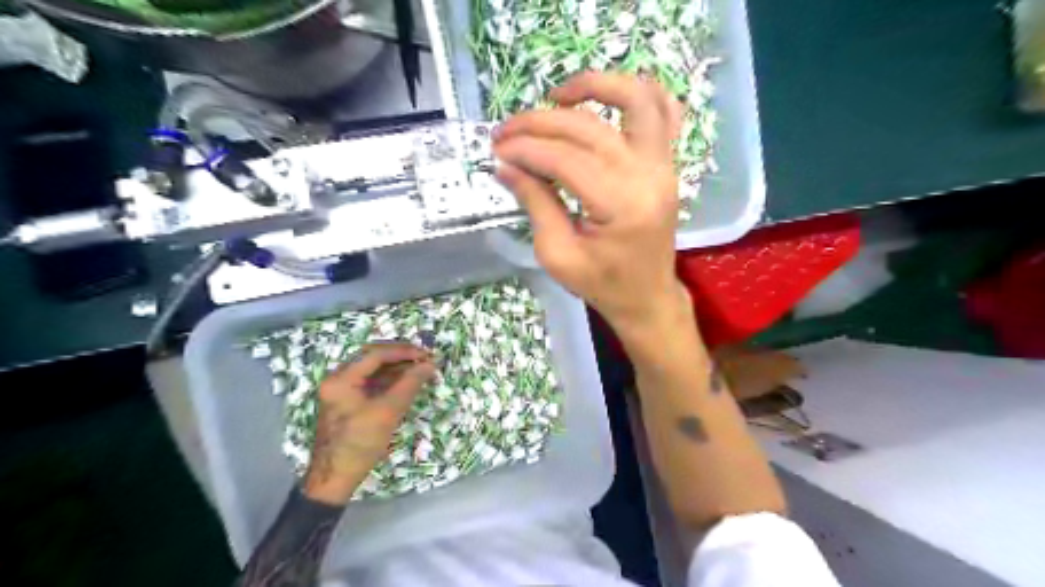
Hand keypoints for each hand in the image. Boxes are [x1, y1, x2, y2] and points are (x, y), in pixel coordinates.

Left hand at [302, 343, 438, 502]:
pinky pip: (371, 383)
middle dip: (400, 356)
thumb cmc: (360, 444)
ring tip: (420, 370)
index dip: (403, 351)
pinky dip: (389, 381)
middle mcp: (337, 379)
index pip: (375, 354)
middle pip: (372, 358)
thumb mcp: (388, 412)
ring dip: (397, 368)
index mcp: (341, 379)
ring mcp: (341, 390)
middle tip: (424, 358)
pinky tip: (407, 382)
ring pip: (373, 370)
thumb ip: (410, 384)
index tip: (426, 354)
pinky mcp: (348, 402)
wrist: (334, 479)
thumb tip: (431, 364)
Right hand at [493, 71, 692, 332]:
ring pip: (636, 100)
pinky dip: (637, 94)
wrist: (647, 297)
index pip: (565, 160)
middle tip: (505, 132)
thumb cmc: (602, 285)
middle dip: (539, 123)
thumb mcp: (558, 254)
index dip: (526, 149)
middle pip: (589, 128)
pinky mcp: (667, 164)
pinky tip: (605, 99)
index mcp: (621, 206)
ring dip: (595, 86)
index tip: (497, 151)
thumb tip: (505, 165)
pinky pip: (664, 111)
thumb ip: (535, 203)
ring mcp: (664, 165)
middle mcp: (648, 176)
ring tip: (556, 97)